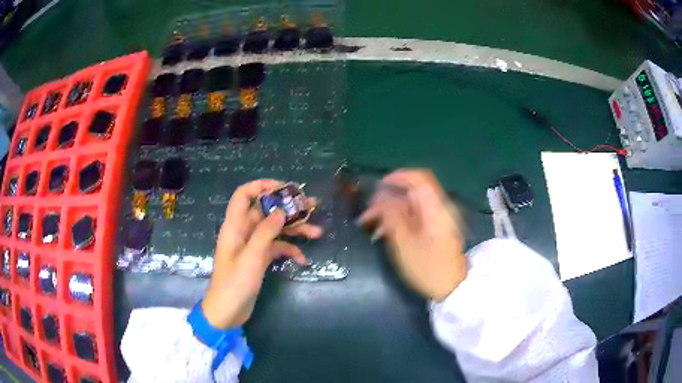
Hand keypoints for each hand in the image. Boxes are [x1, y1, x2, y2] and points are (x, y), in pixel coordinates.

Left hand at [202, 179, 321, 328]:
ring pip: (275, 229)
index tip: (285, 188)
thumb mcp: (252, 256)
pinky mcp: (259, 258)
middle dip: (288, 208)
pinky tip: (303, 259)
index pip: (244, 195)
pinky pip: (276, 247)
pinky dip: (289, 250)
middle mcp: (244, 231)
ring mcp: (252, 246)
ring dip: (295, 230)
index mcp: (235, 225)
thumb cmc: (235, 283)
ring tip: (318, 232)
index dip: (262, 186)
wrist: (228, 311)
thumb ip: (266, 231)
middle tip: (313, 206)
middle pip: (266, 211)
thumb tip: (281, 210)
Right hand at [358, 170, 466, 300]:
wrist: (452, 289)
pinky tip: (383, 231)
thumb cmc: (429, 268)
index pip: (419, 178)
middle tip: (367, 212)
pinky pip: (414, 216)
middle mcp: (439, 208)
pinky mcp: (434, 230)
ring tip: (369, 223)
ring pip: (411, 205)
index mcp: (436, 207)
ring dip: (390, 210)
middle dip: (387, 197)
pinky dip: (398, 219)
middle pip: (412, 191)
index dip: (398, 177)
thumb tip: (380, 198)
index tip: (377, 186)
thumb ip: (392, 217)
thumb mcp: (405, 244)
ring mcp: (437, 219)